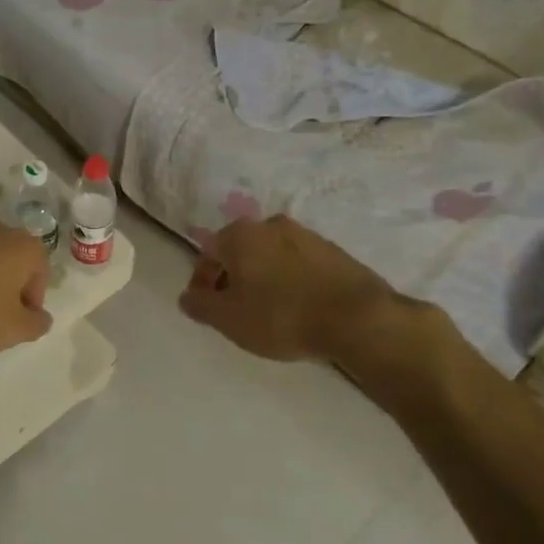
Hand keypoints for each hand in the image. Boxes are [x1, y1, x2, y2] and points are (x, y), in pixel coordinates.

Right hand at [178, 214, 416, 362]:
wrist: (356, 318)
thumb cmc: (281, 315)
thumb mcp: (228, 319)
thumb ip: (200, 305)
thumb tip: (187, 296)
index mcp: (240, 234)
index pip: (207, 252)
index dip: (202, 281)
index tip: (207, 307)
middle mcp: (271, 224)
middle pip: (240, 250)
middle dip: (232, 277)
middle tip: (235, 309)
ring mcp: (306, 234)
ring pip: (270, 255)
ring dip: (263, 277)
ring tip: (268, 310)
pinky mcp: (334, 251)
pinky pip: (298, 263)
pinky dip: (290, 280)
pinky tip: (297, 306)